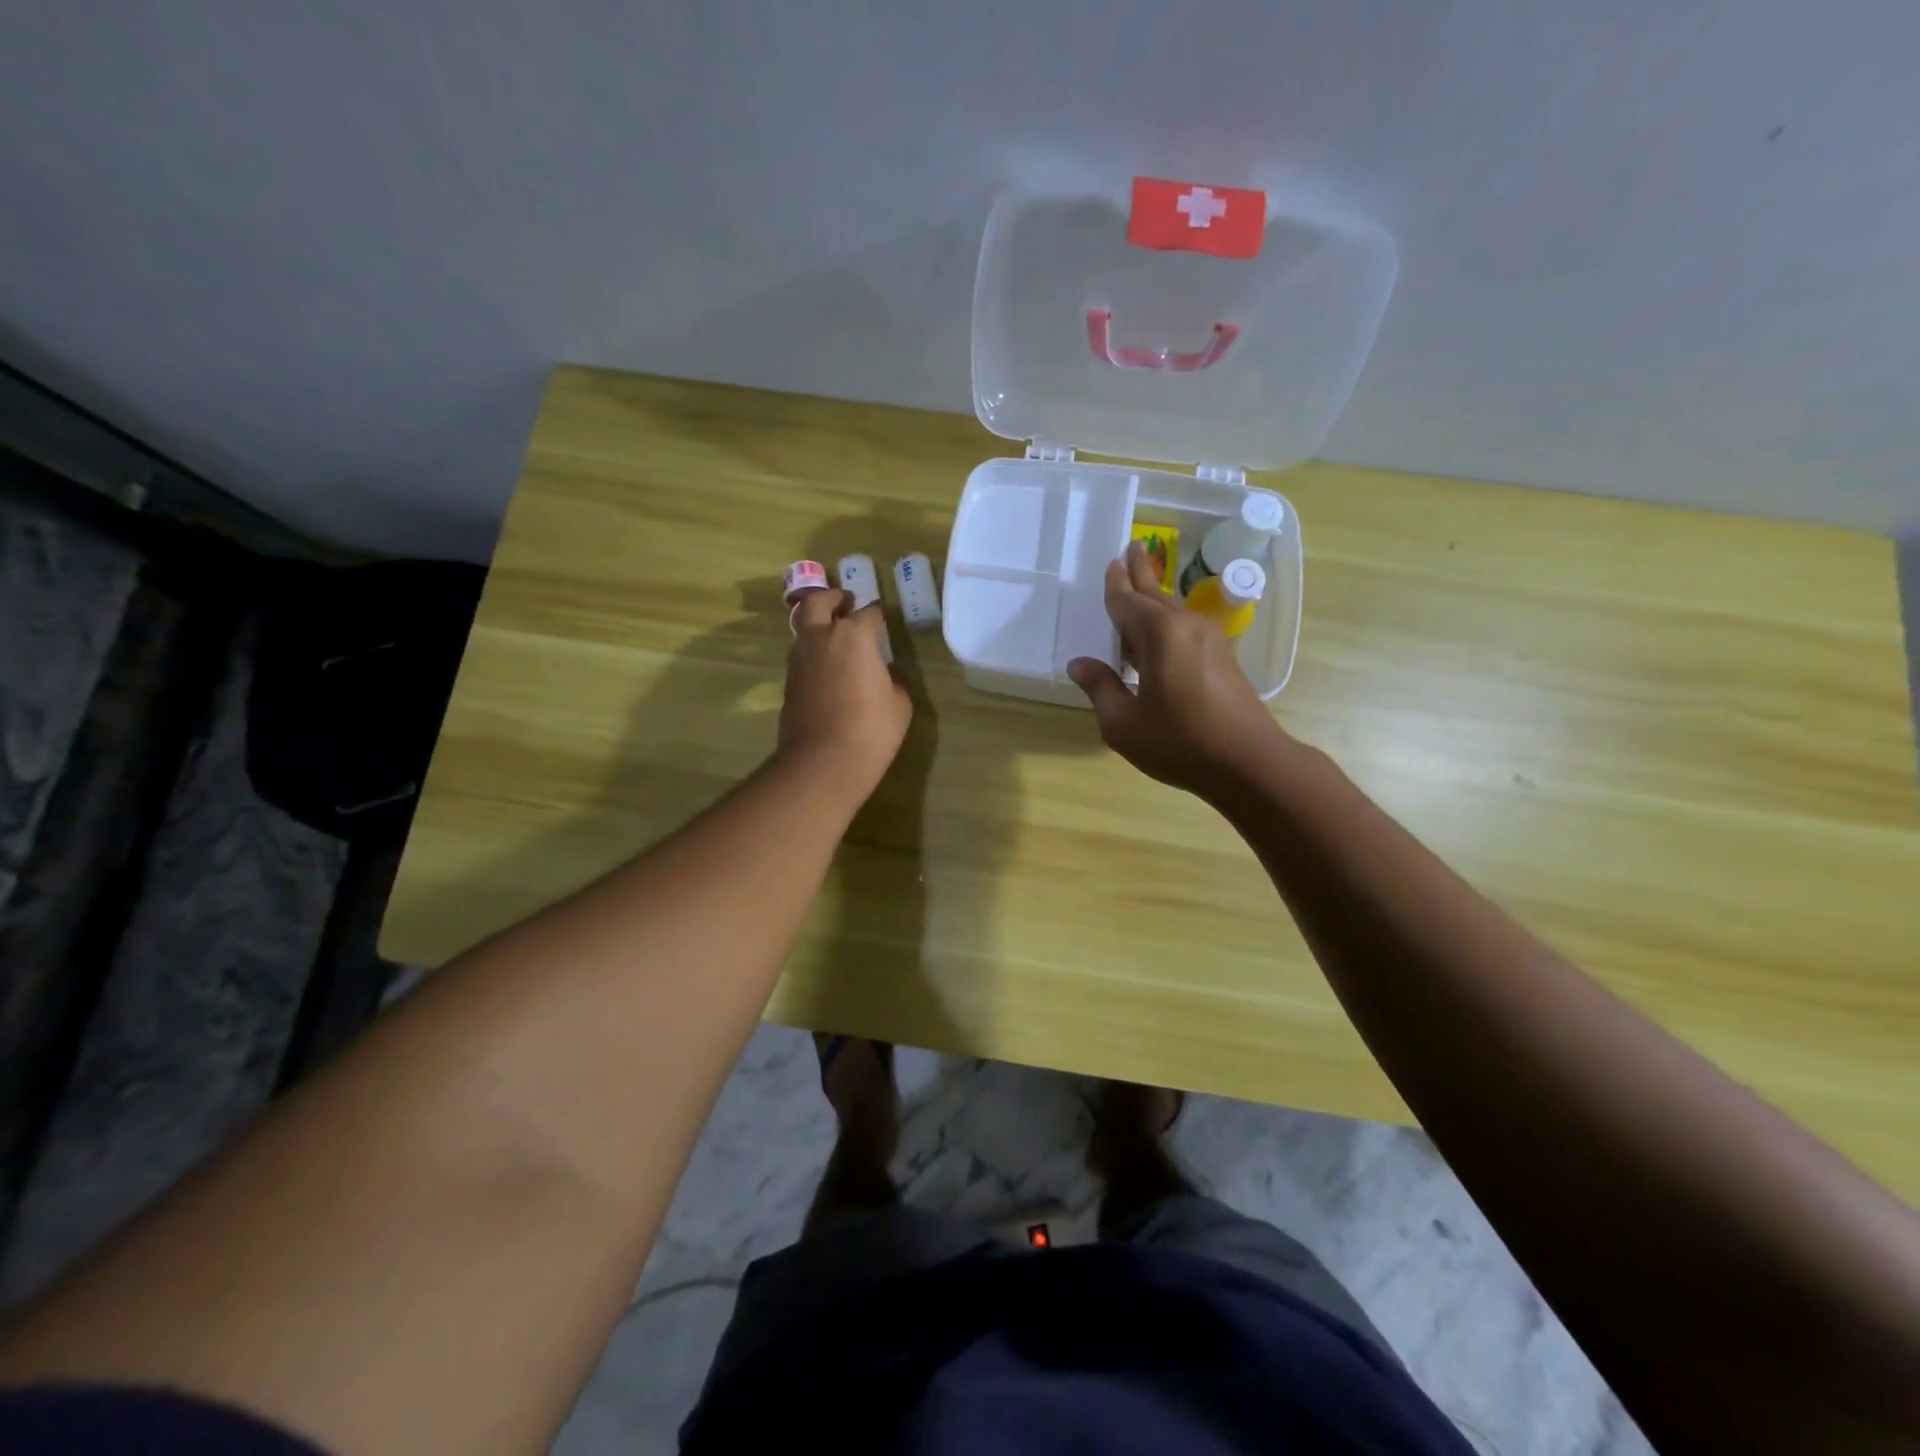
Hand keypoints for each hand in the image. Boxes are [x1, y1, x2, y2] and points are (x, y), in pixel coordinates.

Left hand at [777, 589, 911, 800]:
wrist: (823, 761)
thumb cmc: (872, 729)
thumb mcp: (899, 704)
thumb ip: (893, 680)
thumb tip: (886, 673)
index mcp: (854, 636)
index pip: (868, 613)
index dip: (878, 616)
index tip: (883, 621)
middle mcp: (821, 638)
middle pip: (819, 602)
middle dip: (833, 598)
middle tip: (845, 602)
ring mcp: (799, 659)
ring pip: (804, 628)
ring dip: (818, 625)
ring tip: (835, 637)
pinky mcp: (788, 681)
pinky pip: (801, 654)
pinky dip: (812, 652)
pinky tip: (827, 667)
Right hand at [1067, 541, 1290, 797]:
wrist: (1249, 762)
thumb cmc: (1180, 742)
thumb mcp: (1123, 724)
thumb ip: (1100, 688)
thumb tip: (1080, 664)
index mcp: (1159, 635)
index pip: (1127, 602)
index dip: (1115, 585)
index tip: (1111, 561)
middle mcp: (1185, 626)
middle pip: (1155, 595)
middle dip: (1140, 574)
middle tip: (1132, 548)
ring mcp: (1209, 640)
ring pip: (1173, 610)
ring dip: (1154, 596)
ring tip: (1142, 581)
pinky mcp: (1222, 658)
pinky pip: (1185, 627)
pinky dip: (1166, 621)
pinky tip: (1158, 633)